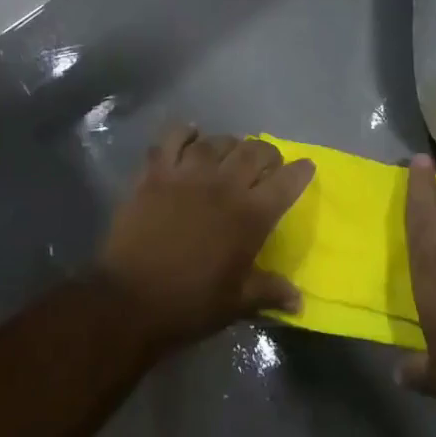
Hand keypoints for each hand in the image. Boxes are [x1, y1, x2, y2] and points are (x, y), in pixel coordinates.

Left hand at [96, 125, 313, 354]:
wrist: (130, 300)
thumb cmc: (190, 304)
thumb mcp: (237, 303)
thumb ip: (270, 291)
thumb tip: (300, 300)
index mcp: (250, 216)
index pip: (286, 182)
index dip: (299, 171)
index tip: (305, 167)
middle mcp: (223, 186)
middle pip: (253, 152)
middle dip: (266, 153)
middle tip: (266, 162)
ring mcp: (187, 175)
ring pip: (216, 142)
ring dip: (228, 144)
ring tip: (229, 152)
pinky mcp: (155, 174)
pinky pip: (172, 139)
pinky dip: (184, 132)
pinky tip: (191, 134)